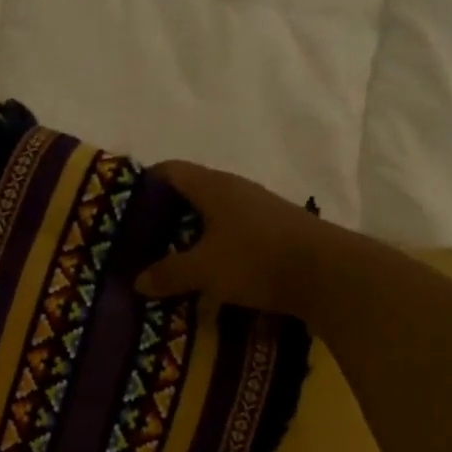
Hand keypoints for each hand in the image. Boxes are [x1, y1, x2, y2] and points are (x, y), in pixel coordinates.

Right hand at [136, 160, 321, 315]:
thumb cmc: (256, 259)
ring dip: (190, 236)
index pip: (170, 170)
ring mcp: (258, 211)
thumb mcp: (203, 270)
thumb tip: (137, 281)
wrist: (328, 274)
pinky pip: (231, 236)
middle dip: (164, 215)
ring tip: (166, 260)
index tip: (123, 205)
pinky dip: (213, 250)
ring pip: (212, 217)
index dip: (144, 182)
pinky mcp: (273, 234)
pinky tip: (204, 273)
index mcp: (213, 187)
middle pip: (190, 194)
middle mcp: (235, 191)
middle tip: (139, 240)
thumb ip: (168, 274)